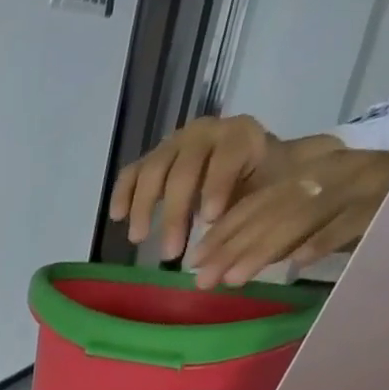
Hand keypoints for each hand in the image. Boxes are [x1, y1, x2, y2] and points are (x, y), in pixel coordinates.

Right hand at [108, 115, 288, 260]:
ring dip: (144, 206)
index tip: (209, 220)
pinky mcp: (153, 160)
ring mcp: (175, 145)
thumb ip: (253, 215)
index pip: (227, 155)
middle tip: (170, 253)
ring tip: (139, 239)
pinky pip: (132, 173)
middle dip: (175, 212)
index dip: (216, 186)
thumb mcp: (270, 196)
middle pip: (184, 168)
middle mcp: (205, 134)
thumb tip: (229, 255)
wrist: (251, 171)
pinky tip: (118, 217)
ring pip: (154, 170)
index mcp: (241, 136)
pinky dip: (123, 193)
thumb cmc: (261, 189)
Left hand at [186, 147, 388, 287]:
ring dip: (266, 248)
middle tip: (202, 280)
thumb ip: (279, 231)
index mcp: (312, 173)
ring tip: (234, 278)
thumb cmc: (370, 208)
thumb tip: (228, 263)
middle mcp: (332, 173)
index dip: (223, 232)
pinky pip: (352, 220)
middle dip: (233, 247)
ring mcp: (362, 184)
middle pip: (272, 211)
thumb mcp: (317, 216)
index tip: (193, 261)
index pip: (257, 202)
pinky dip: (326, 239)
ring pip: (303, 216)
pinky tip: (298, 262)